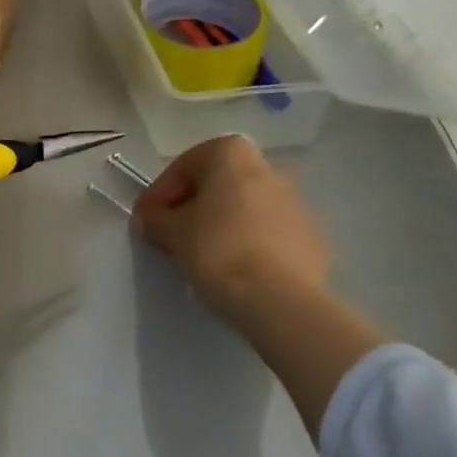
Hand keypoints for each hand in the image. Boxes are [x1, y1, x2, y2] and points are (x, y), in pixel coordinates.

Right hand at [132, 135, 329, 320]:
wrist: (282, 302)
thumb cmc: (218, 249)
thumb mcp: (172, 232)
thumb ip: (155, 218)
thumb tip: (148, 219)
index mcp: (231, 153)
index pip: (183, 167)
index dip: (158, 195)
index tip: (146, 221)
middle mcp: (266, 168)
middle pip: (215, 185)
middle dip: (190, 208)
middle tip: (169, 237)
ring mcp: (294, 204)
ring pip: (243, 209)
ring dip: (219, 225)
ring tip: (200, 257)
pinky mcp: (311, 240)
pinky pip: (266, 234)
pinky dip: (246, 245)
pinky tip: (233, 270)